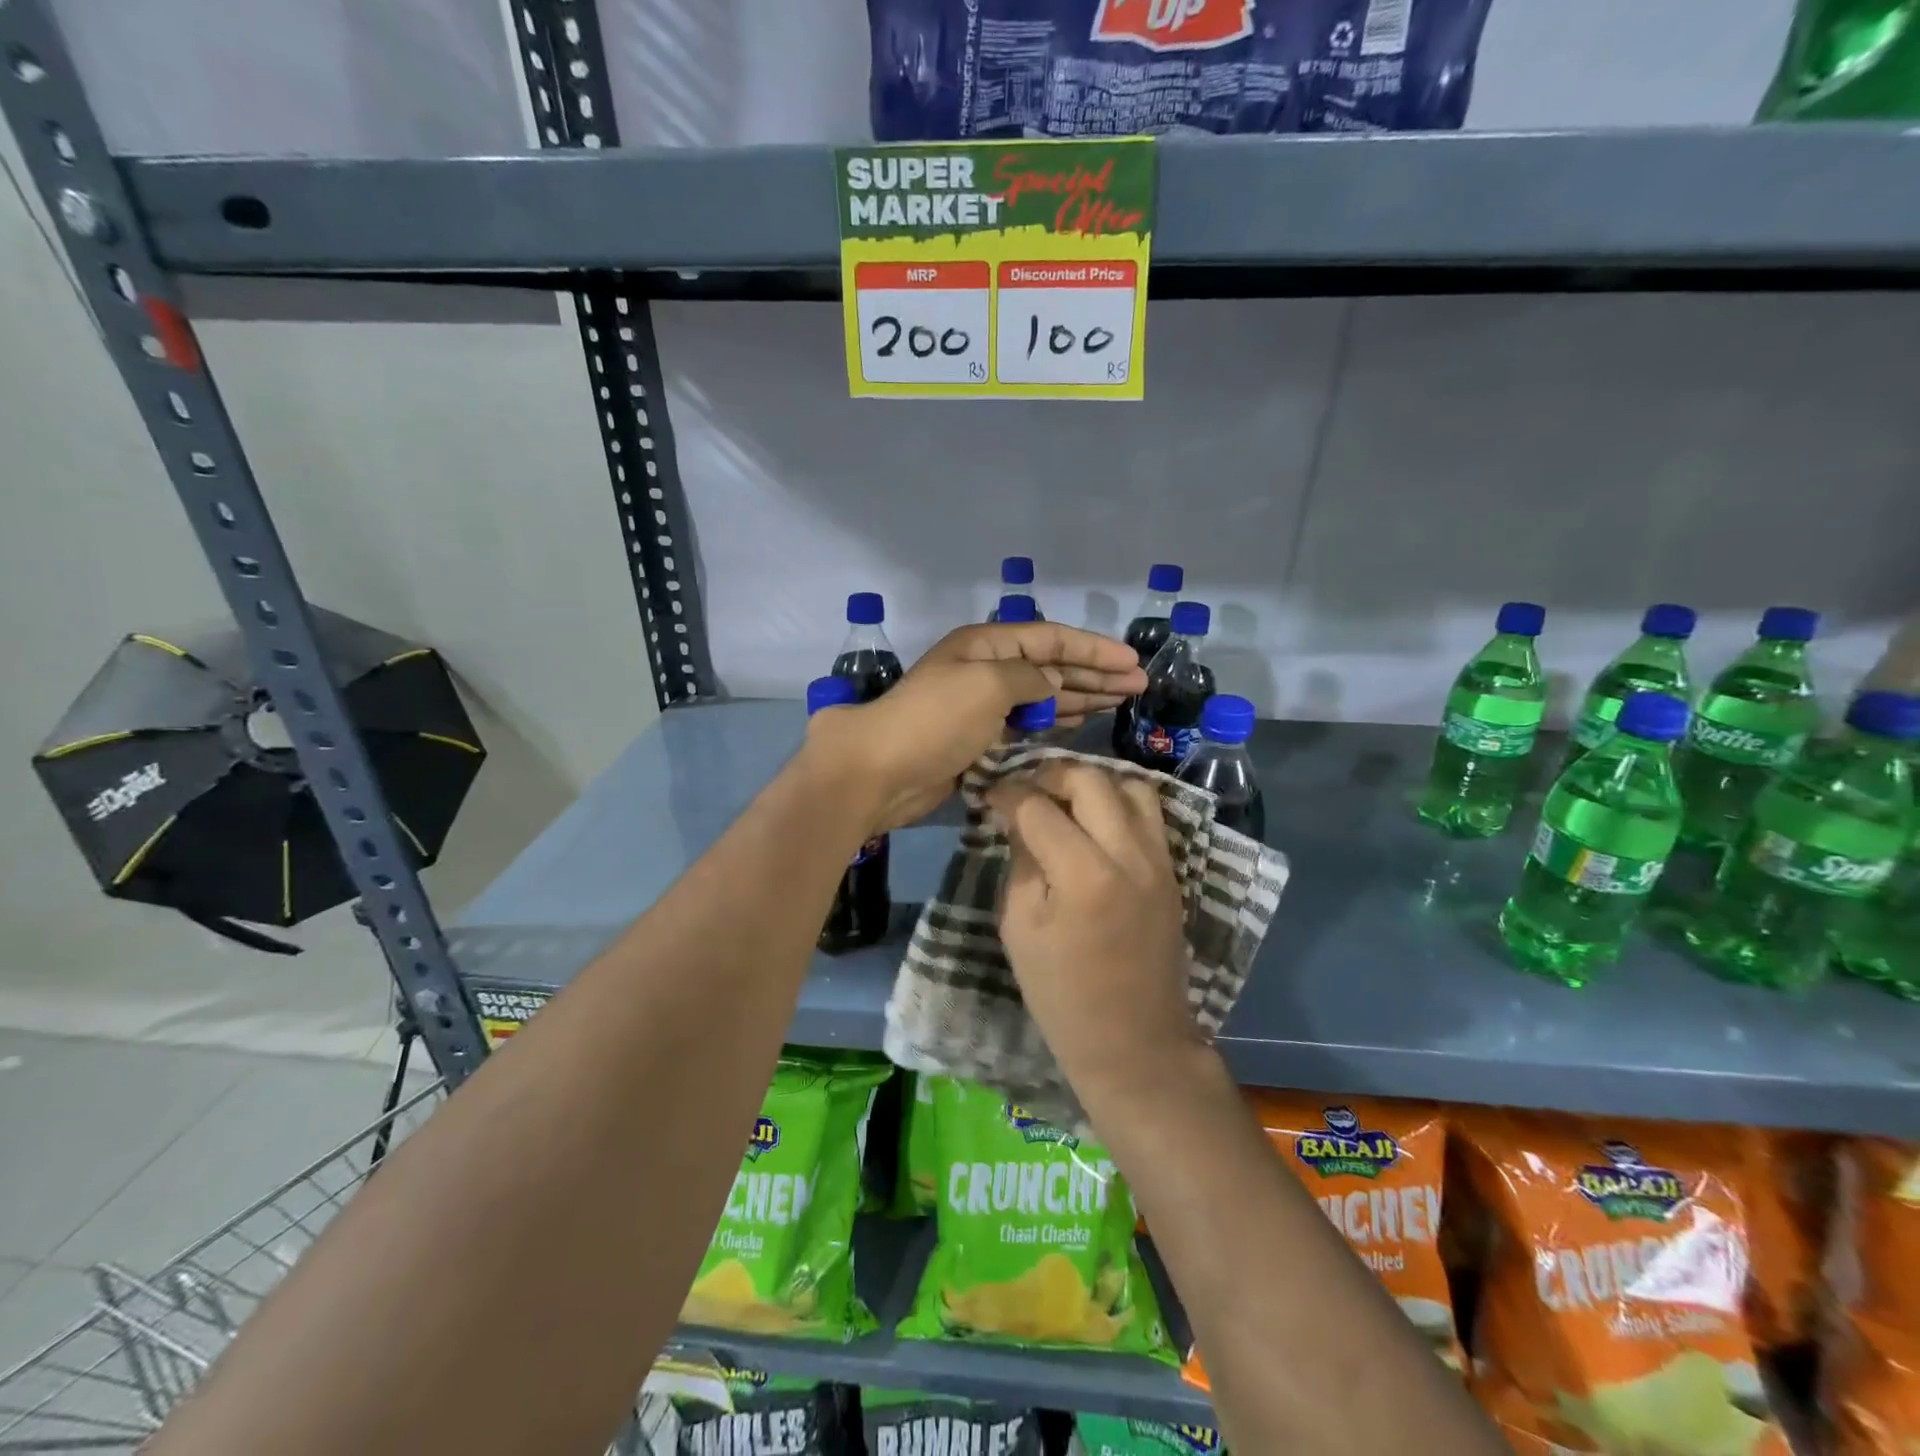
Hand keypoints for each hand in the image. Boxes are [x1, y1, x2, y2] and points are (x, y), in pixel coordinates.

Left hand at [804, 622, 1145, 833]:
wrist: (881, 771)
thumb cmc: (935, 720)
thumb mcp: (988, 685)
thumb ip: (1029, 679)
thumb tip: (1049, 685)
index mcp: (986, 645)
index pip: (1051, 638)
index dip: (1094, 647)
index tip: (1132, 660)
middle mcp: (987, 669)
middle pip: (1051, 665)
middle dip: (1095, 673)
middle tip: (1139, 685)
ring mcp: (983, 705)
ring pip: (1042, 694)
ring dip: (1081, 695)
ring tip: (1121, 700)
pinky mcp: (980, 738)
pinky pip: (1027, 722)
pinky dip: (1054, 720)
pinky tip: (1080, 720)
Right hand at [985, 760, 1201, 1102]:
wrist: (1136, 1041)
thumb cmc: (1062, 995)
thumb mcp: (1020, 929)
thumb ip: (1021, 861)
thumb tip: (1015, 815)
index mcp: (1083, 875)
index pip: (1038, 807)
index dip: (1007, 793)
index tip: (989, 794)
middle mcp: (1128, 854)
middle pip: (1090, 779)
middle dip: (1050, 774)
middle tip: (1025, 791)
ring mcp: (1159, 859)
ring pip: (1130, 785)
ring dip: (1091, 782)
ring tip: (1063, 800)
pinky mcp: (1172, 869)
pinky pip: (1149, 813)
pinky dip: (1118, 802)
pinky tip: (1093, 821)